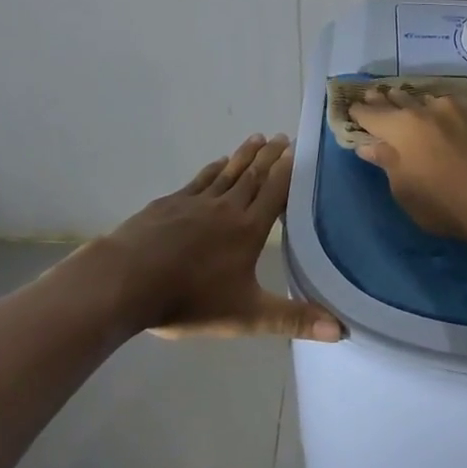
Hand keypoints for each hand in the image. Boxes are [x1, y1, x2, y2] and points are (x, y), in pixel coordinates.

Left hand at [62, 135, 343, 340]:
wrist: (124, 282)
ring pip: (226, 172)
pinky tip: (216, 164)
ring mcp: (194, 202)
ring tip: (256, 138)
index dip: (287, 171)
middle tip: (281, 136)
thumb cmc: (189, 299)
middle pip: (253, 175)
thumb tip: (341, 330)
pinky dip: (212, 169)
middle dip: (269, 156)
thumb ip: (293, 319)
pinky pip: (198, 180)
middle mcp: (226, 208)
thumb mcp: (246, 315)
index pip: (274, 192)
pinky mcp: (168, 204)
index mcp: (248, 229)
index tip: (297, 150)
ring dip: (243, 155)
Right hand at [350, 88, 466, 240]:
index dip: (360, 113)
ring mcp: (458, 110)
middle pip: (400, 101)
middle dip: (385, 100)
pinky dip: (442, 111)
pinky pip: (454, 108)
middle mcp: (427, 110)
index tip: (352, 109)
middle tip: (375, 94)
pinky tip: (445, 115)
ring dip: (416, 102)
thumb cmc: (443, 203)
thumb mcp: (404, 189)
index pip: (373, 115)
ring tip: (410, 102)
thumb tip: (370, 145)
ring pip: (429, 101)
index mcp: (402, 127)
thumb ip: (387, 162)